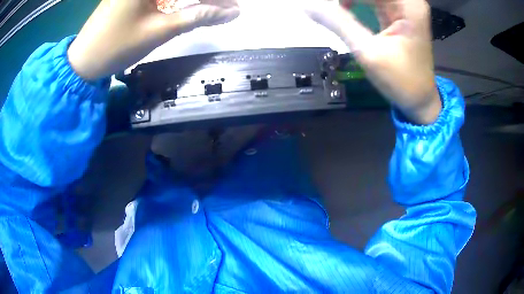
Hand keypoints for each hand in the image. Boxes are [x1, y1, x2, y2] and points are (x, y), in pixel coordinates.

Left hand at [68, 0, 238, 81]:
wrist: (83, 61)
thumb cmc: (116, 47)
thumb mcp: (159, 31)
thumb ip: (197, 17)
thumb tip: (232, 12)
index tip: (233, 7)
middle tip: (227, 9)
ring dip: (194, 0)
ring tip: (213, 9)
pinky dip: (177, 1)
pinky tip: (190, 8)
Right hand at [303, 0, 441, 123]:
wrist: (420, 99)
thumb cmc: (401, 80)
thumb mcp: (368, 51)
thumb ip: (338, 23)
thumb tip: (307, 6)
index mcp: (408, 5)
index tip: (318, 5)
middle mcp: (407, 0)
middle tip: (323, 8)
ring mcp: (402, 5)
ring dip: (348, 0)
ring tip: (332, 11)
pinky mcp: (396, 12)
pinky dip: (354, 1)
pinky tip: (343, 8)